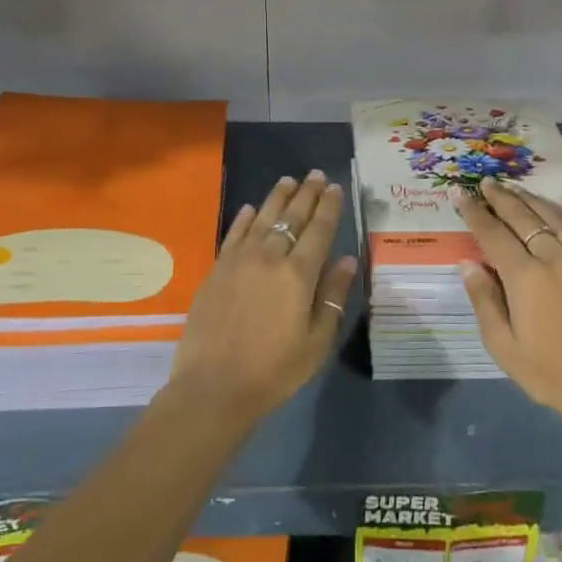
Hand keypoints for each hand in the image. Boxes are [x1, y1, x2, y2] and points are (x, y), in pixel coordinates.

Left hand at [167, 170, 356, 423]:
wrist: (213, 387)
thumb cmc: (273, 371)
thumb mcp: (316, 342)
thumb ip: (332, 297)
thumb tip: (348, 260)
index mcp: (298, 275)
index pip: (319, 231)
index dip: (329, 207)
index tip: (336, 187)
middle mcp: (269, 258)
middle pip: (291, 217)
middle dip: (306, 193)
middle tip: (316, 174)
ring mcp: (238, 261)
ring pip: (262, 218)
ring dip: (277, 197)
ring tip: (288, 180)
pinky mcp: (217, 270)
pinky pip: (234, 234)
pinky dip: (245, 218)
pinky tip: (252, 208)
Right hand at [455, 179, 561, 432]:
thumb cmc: (550, 373)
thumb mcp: (503, 346)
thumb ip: (484, 300)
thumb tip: (468, 263)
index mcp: (525, 277)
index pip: (493, 235)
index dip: (475, 213)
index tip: (461, 195)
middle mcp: (553, 259)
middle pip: (523, 219)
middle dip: (502, 199)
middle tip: (487, 183)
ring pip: (554, 220)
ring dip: (532, 201)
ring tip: (516, 188)